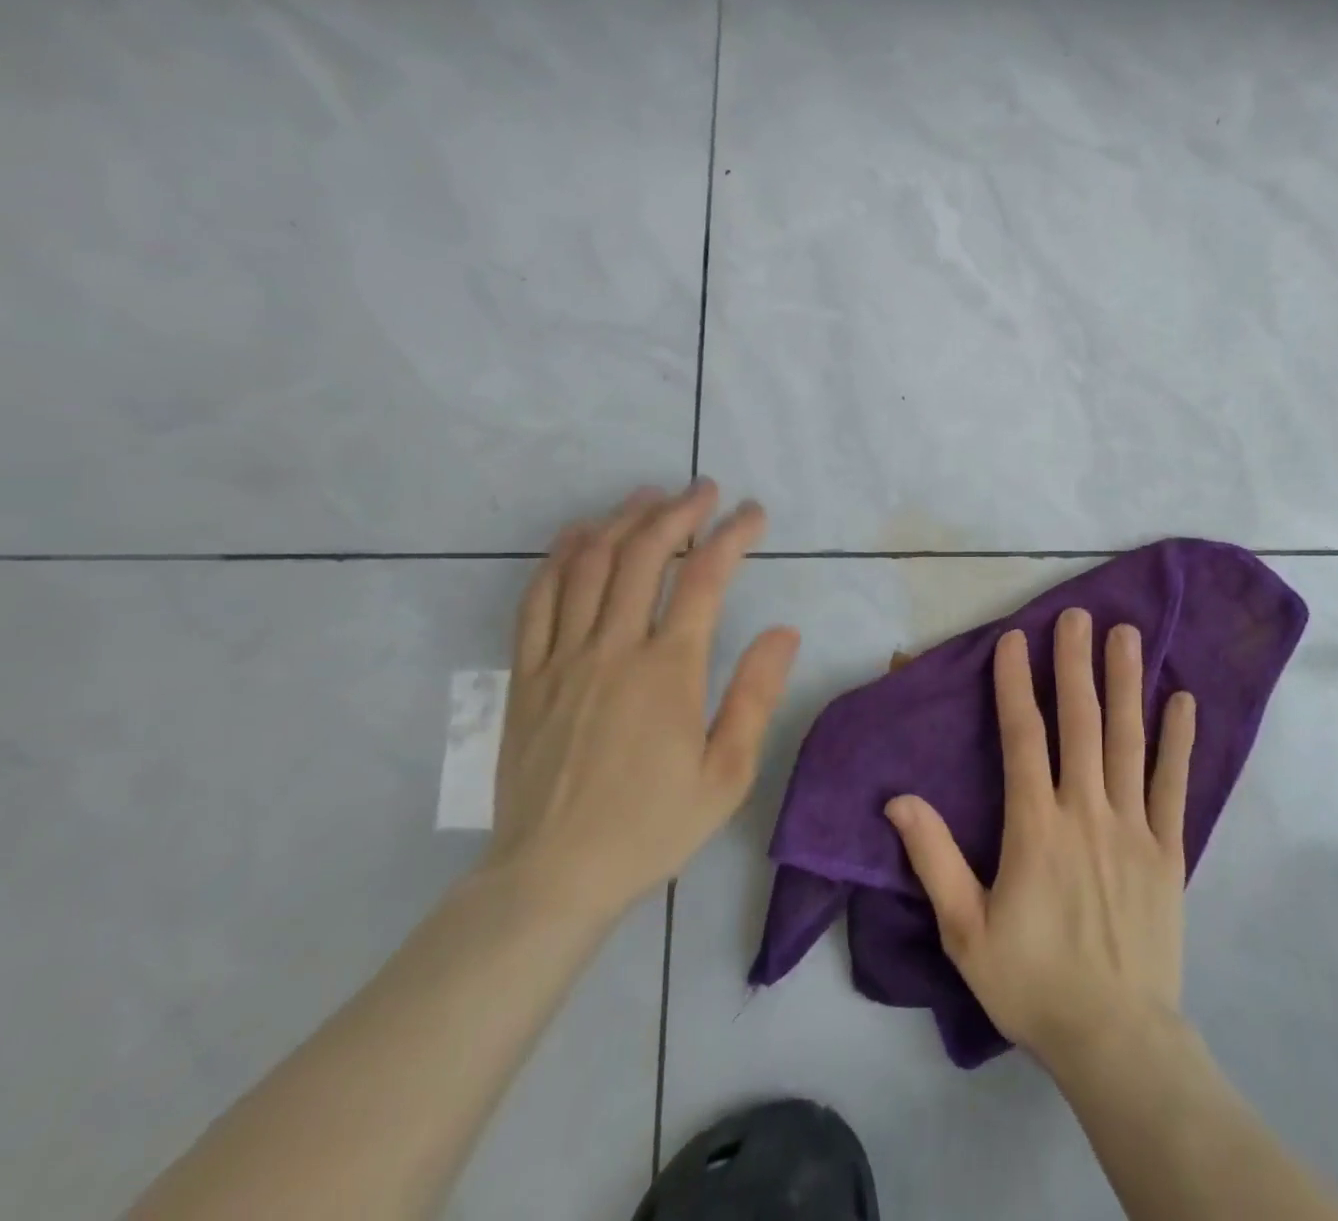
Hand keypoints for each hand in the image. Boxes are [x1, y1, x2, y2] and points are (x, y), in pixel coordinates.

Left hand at [485, 481, 799, 919]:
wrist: (552, 876)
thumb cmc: (652, 825)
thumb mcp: (727, 773)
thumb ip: (756, 695)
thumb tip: (784, 631)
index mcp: (668, 670)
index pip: (705, 578)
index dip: (733, 535)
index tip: (753, 513)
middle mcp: (612, 648)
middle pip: (643, 553)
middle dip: (678, 511)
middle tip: (704, 489)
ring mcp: (561, 658)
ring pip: (589, 565)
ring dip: (622, 520)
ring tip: (648, 496)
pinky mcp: (525, 675)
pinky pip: (537, 599)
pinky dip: (559, 557)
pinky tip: (579, 535)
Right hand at [886, 608, 1195, 1070]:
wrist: (1115, 1039)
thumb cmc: (1032, 982)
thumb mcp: (965, 930)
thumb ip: (935, 858)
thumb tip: (899, 799)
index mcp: (1035, 826)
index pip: (1023, 737)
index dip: (1016, 684)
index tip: (1015, 639)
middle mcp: (1086, 811)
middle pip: (1079, 722)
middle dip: (1075, 663)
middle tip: (1078, 615)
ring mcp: (1133, 827)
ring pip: (1128, 740)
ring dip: (1126, 683)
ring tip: (1127, 635)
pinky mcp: (1168, 849)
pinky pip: (1174, 785)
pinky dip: (1178, 740)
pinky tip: (1184, 700)